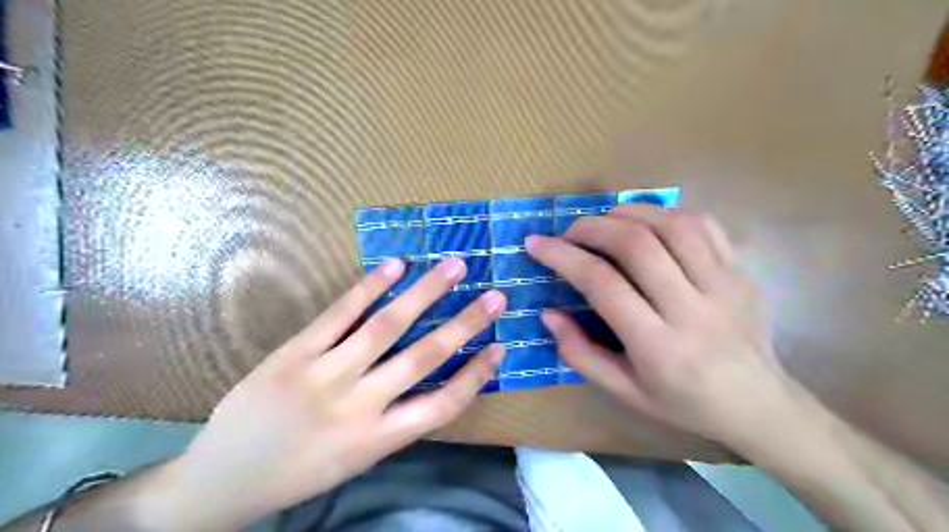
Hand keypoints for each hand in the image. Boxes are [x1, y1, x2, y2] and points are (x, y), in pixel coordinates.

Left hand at [158, 255, 507, 527]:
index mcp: (378, 439)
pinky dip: (369, 287)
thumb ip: (393, 422)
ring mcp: (324, 375)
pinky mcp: (295, 353)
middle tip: (495, 296)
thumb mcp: (357, 460)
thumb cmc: (299, 472)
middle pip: (423, 357)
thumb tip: (428, 381)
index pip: (443, 405)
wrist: (222, 480)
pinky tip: (396, 266)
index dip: (476, 374)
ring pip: (386, 327)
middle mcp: (358, 405)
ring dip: (425, 293)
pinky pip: (339, 314)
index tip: (500, 347)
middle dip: (465, 324)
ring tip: (454, 266)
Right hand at [531, 205, 790, 446]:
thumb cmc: (683, 403)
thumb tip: (549, 313)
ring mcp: (723, 285)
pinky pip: (704, 225)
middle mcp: (691, 309)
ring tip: (604, 222)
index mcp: (658, 347)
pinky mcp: (740, 272)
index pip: (603, 284)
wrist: (758, 405)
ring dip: (628, 213)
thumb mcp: (623, 392)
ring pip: (671, 225)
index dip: (563, 257)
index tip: (537, 244)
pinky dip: (667, 214)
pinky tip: (648, 224)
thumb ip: (580, 353)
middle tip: (569, 232)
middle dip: (591, 227)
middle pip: (636, 244)